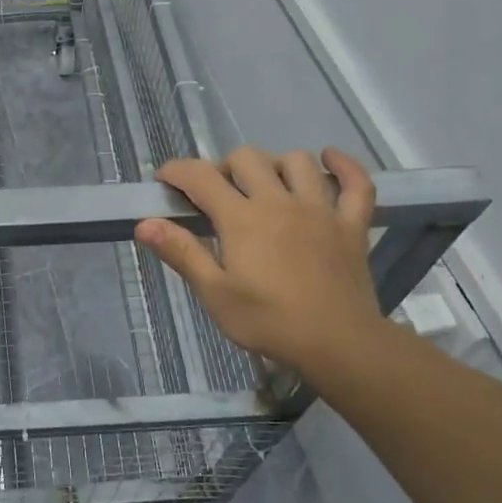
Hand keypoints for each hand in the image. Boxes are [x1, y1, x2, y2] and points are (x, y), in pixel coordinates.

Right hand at [137, 146, 388, 378]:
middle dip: (224, 168)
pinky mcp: (351, 225)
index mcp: (242, 219)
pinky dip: (344, 166)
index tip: (164, 181)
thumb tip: (144, 223)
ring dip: (275, 165)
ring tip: (265, 185)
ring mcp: (320, 210)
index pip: (200, 177)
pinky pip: (357, 184)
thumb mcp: (215, 293)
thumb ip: (181, 253)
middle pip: (247, 158)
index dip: (177, 171)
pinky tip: (329, 160)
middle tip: (217, 196)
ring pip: (297, 162)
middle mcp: (279, 202)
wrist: (339, 344)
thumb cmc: (269, 321)